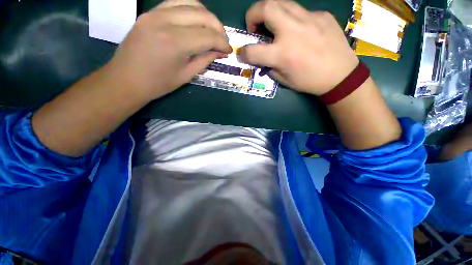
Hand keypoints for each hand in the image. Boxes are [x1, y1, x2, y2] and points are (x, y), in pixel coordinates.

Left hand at [106, 0, 231, 99]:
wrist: (126, 79)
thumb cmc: (158, 84)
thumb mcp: (186, 75)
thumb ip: (205, 60)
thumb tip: (220, 51)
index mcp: (175, 42)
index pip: (208, 35)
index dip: (222, 42)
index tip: (228, 50)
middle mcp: (165, 21)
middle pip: (202, 15)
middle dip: (218, 28)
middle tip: (223, 41)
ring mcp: (155, 13)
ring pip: (191, 3)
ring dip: (207, 16)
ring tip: (212, 31)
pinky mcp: (150, 12)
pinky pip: (176, 3)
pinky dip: (191, 10)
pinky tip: (196, 23)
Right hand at [238, 0, 358, 95]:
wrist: (340, 75)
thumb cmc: (308, 81)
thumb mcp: (283, 80)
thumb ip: (269, 67)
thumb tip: (262, 57)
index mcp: (282, 54)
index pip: (252, 51)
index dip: (243, 52)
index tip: (243, 53)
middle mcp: (292, 32)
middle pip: (265, 7)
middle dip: (253, 14)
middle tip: (255, 26)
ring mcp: (309, 19)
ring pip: (281, 1)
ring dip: (270, 11)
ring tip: (273, 25)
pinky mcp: (321, 15)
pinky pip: (300, 11)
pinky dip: (292, 19)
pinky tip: (299, 31)